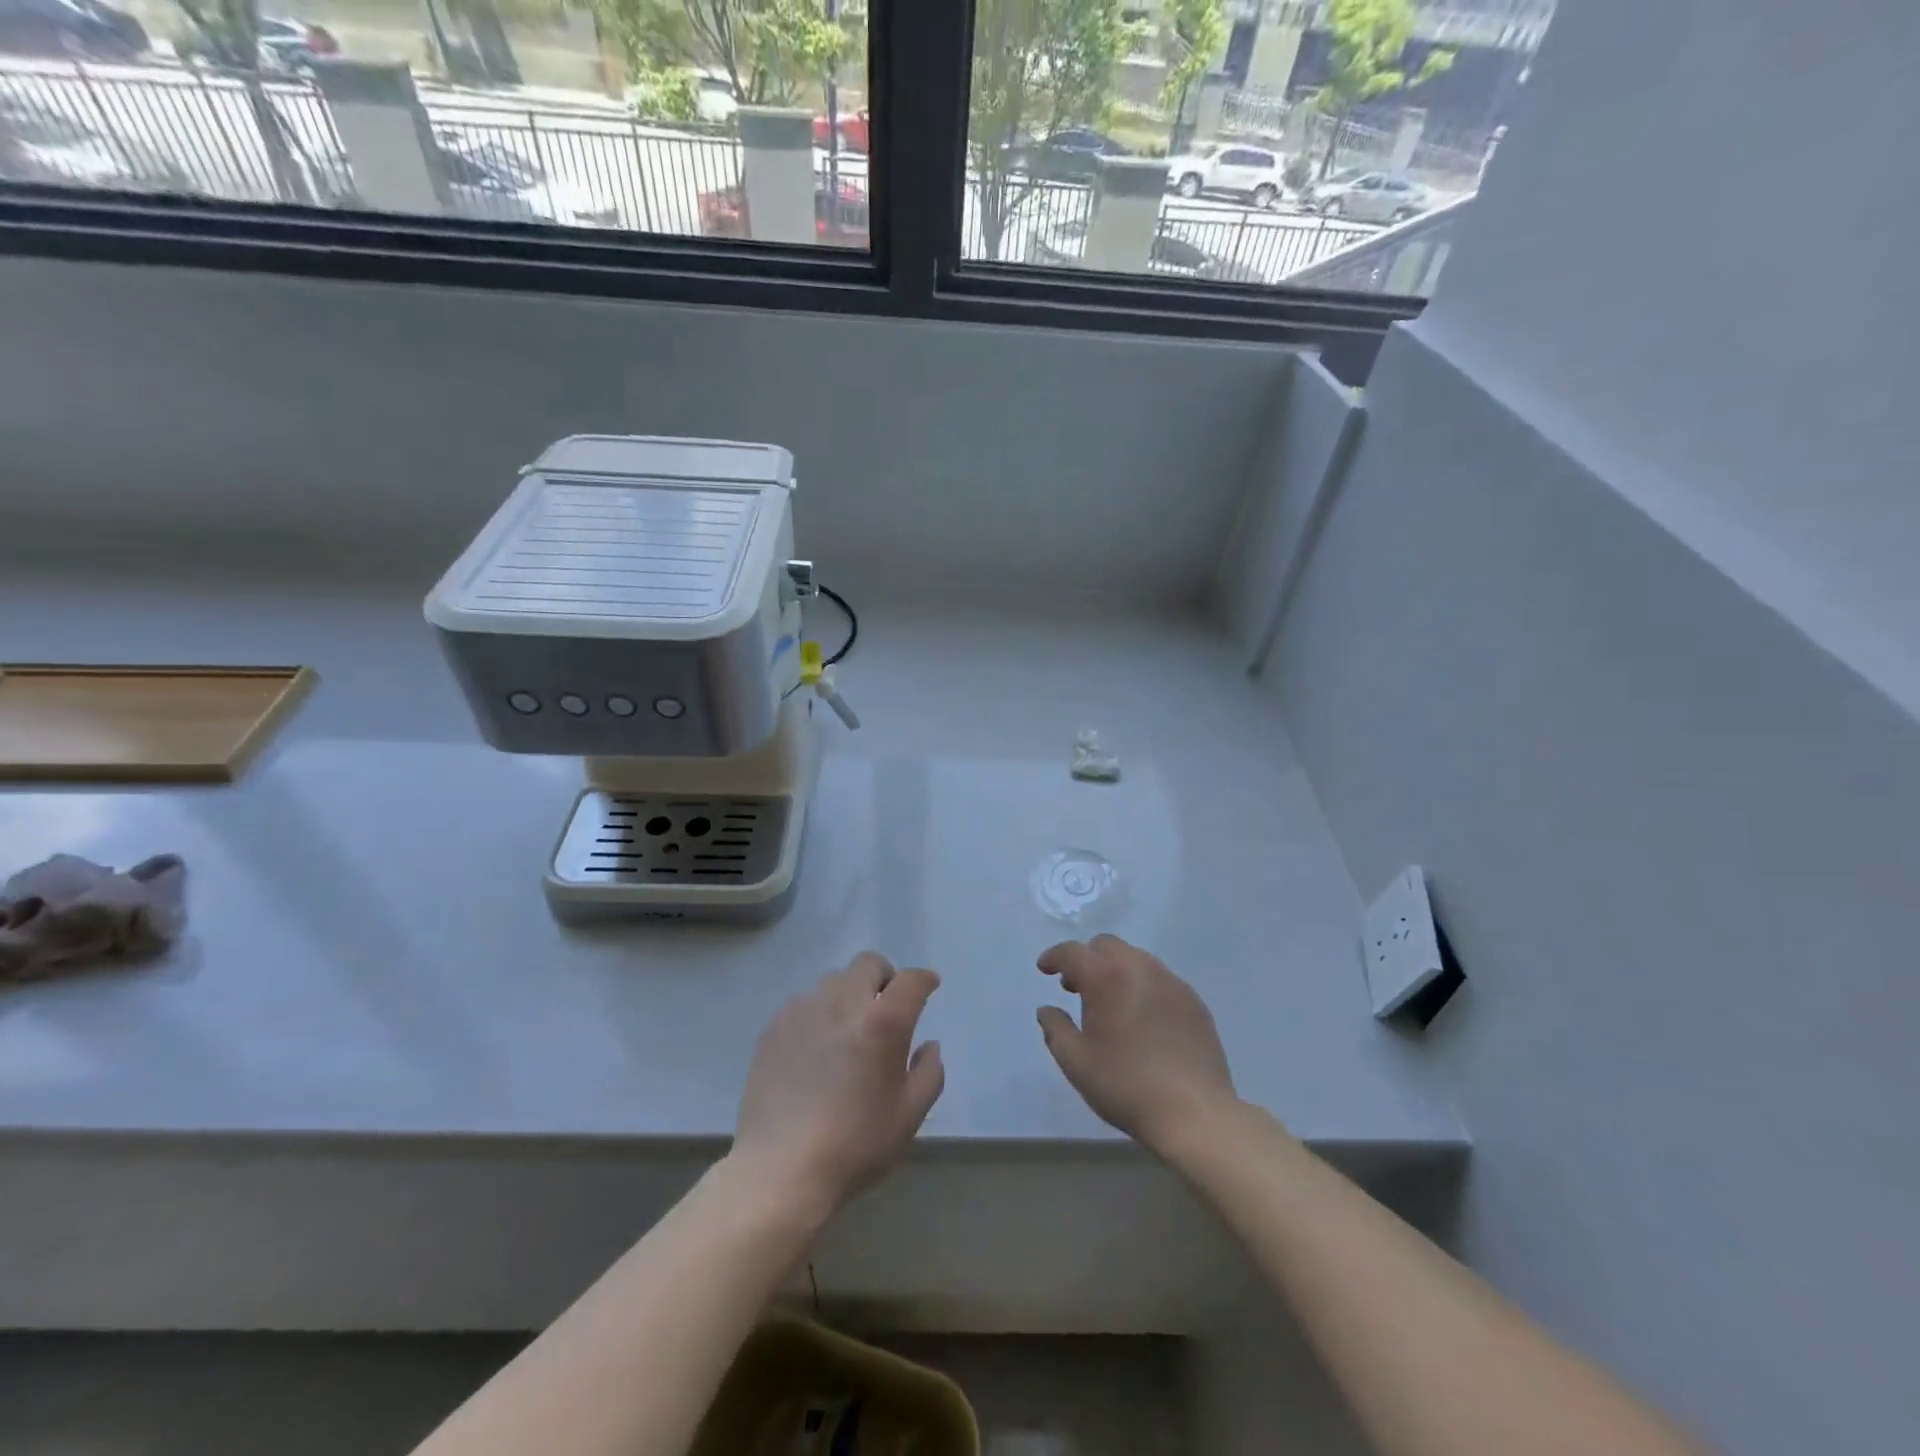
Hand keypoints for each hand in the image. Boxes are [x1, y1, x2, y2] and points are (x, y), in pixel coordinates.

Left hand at [732, 952, 944, 1217]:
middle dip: (884, 978)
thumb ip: (929, 1072)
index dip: (924, 980)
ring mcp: (804, 1010)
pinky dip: (818, 1014)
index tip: (929, 987)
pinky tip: (815, 1050)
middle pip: (868, 964)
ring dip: (849, 995)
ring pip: (834, 981)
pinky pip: (804, 1003)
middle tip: (885, 1009)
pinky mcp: (775, 1026)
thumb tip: (928, 1046)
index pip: (911, 980)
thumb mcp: (909, 1115)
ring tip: (847, 1031)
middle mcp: (843, 1002)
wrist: (781, 1170)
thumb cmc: (855, 1144)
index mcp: (883, 1021)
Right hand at [1037, 935, 1238, 1153]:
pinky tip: (1142, 1018)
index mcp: (1107, 977)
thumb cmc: (1126, 1085)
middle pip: (1107, 946)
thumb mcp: (1076, 1062)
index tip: (1044, 968)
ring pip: (1136, 958)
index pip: (1073, 952)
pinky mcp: (1194, 1001)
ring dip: (1115, 970)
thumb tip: (1047, 1010)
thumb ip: (1056, 1029)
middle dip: (1086, 959)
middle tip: (1076, 987)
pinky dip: (1142, 986)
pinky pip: (1160, 979)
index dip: (1054, 956)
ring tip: (1110, 1003)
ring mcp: (1172, 982)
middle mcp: (1141, 968)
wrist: (1194, 1113)